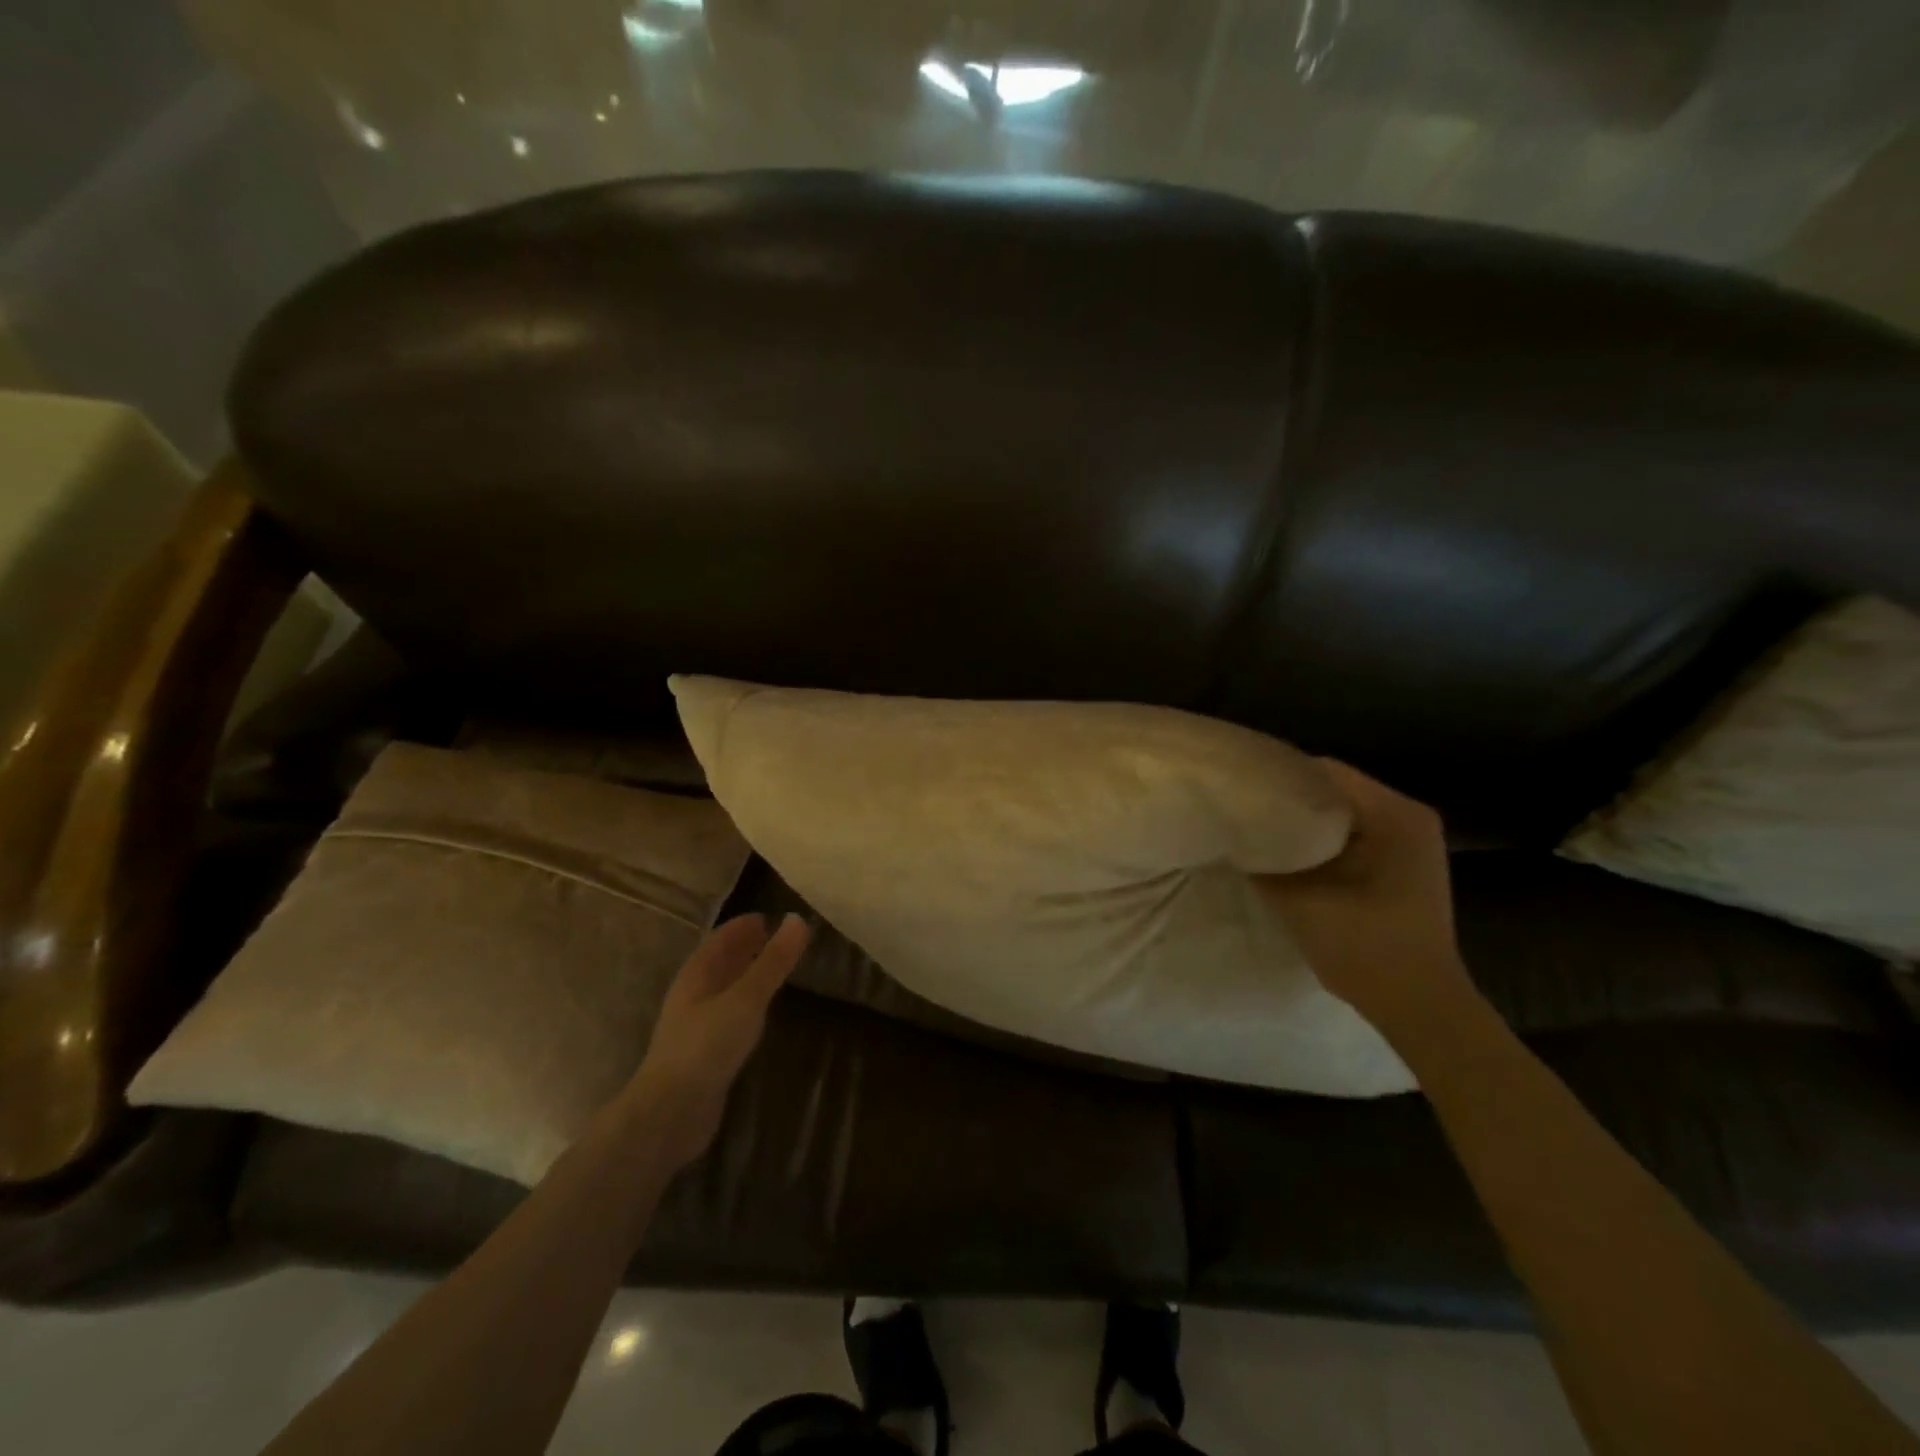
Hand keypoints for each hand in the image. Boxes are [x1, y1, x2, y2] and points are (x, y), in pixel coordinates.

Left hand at [621, 913, 811, 1171]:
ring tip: (774, 969)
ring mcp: (695, 1026)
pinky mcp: (703, 1053)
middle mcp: (692, 995)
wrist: (670, 1113)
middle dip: (745, 948)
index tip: (770, 916)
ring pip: (723, 989)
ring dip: (745, 975)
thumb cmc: (706, 1046)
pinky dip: (746, 1003)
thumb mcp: (746, 999)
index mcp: (696, 975)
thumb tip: (798, 919)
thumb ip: (773, 962)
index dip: (744, 925)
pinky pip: (727, 1015)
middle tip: (776, 938)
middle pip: (720, 962)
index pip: (721, 938)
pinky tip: (760, 1013)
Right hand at [1259, 760, 1476, 1040]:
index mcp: (1394, 815)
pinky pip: (1349, 836)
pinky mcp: (1400, 863)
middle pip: (1332, 790)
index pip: (1323, 772)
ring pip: (1338, 814)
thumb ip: (1262, 863)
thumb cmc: (1367, 951)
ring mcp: (1408, 841)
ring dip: (1301, 822)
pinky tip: (1286, 856)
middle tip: (1241, 811)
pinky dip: (1318, 842)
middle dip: (1286, 800)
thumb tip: (1230, 837)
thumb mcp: (1301, 903)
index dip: (1276, 777)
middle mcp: (1407, 816)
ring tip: (1255, 831)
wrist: (1421, 1009)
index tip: (1238, 791)